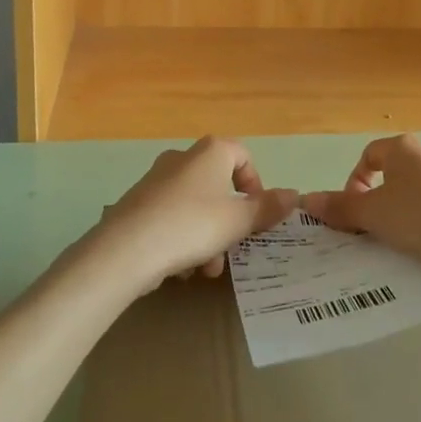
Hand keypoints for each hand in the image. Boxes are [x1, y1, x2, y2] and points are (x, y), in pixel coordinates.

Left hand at [97, 136, 297, 291]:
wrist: (126, 249)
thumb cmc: (191, 226)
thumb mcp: (238, 221)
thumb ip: (267, 208)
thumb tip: (294, 194)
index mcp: (211, 152)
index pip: (243, 156)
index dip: (255, 186)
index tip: (257, 215)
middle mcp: (183, 157)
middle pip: (218, 185)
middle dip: (229, 221)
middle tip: (231, 249)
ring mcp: (156, 179)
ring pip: (195, 206)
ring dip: (207, 236)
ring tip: (205, 270)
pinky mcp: (137, 203)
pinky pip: (171, 217)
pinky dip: (182, 239)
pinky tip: (180, 269)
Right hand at [300, 134, 420, 282]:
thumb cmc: (418, 217)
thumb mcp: (372, 213)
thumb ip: (340, 207)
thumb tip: (306, 199)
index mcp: (403, 149)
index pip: (369, 155)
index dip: (354, 181)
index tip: (351, 210)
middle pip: (393, 174)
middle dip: (377, 200)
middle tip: (369, 228)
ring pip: (415, 194)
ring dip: (400, 213)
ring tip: (394, 242)